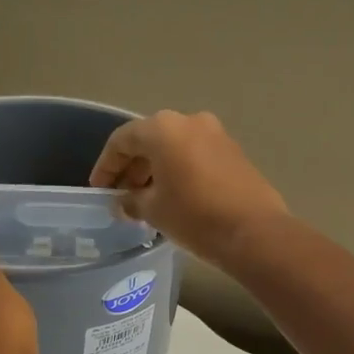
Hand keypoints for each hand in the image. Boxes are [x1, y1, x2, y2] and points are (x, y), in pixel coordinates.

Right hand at [89, 111, 289, 267]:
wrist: (254, 232)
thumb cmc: (194, 216)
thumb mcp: (153, 210)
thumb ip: (131, 200)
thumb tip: (124, 201)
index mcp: (163, 128)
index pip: (122, 140)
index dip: (106, 166)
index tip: (99, 190)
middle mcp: (190, 121)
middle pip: (150, 140)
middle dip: (132, 167)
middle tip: (122, 196)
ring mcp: (216, 134)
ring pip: (174, 147)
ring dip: (156, 169)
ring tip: (146, 200)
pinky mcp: (234, 152)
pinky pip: (196, 155)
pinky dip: (179, 171)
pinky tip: (175, 197)